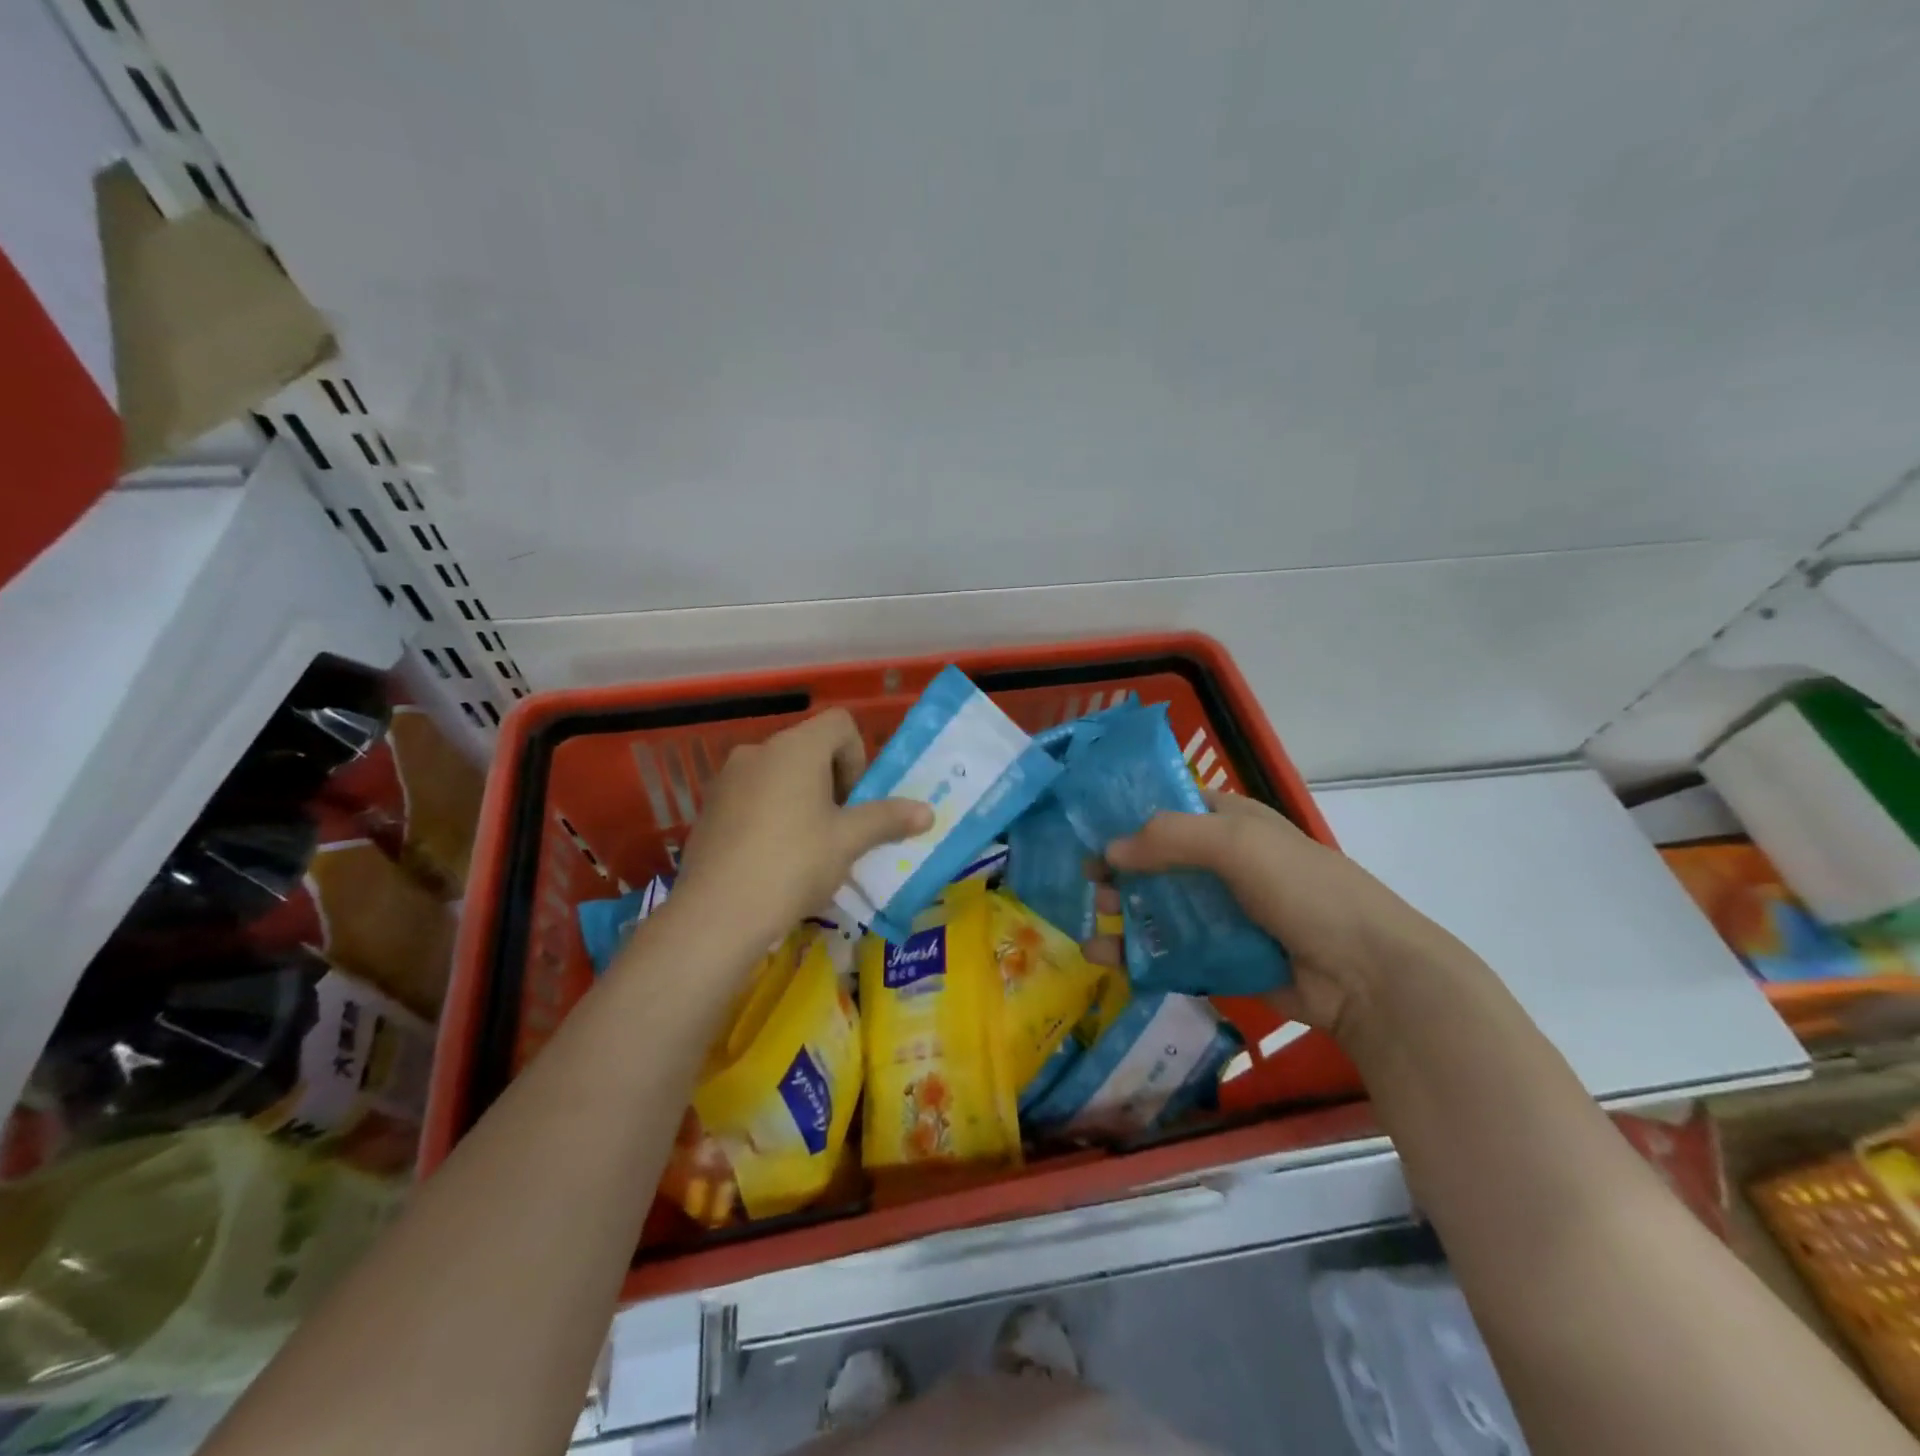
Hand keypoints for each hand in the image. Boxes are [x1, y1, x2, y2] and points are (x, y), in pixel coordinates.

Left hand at [671, 709, 931, 958]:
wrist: (717, 913)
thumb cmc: (794, 864)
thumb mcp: (848, 841)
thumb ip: (888, 819)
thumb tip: (928, 812)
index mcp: (796, 748)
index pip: (839, 723)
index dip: (858, 756)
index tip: (857, 800)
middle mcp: (758, 751)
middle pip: (809, 749)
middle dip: (832, 782)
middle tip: (840, 828)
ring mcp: (727, 779)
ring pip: (779, 775)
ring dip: (802, 799)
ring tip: (808, 847)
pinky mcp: (709, 808)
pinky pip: (752, 796)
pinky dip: (771, 814)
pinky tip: (773, 858)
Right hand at [1090, 792, 1465, 1039]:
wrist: (1366, 975)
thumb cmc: (1303, 889)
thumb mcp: (1237, 843)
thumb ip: (1169, 838)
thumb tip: (1109, 851)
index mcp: (1231, 822)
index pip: (1169, 806)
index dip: (1127, 813)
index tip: (1084, 826)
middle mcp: (1223, 863)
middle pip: (1156, 860)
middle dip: (1118, 870)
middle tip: (1085, 884)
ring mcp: (1222, 913)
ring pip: (1159, 908)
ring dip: (1122, 915)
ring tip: (1089, 929)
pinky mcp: (1221, 957)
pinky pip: (1171, 951)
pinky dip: (1139, 955)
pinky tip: (1108, 960)